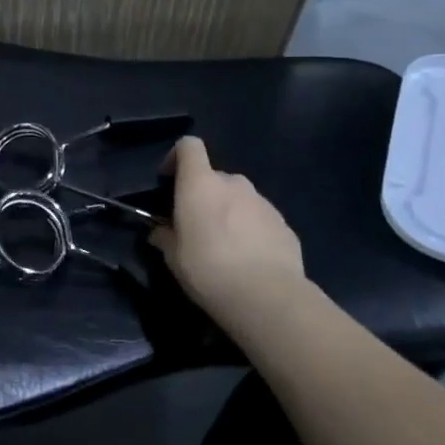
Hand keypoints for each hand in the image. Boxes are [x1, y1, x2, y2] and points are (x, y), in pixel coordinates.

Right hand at [151, 136, 305, 338]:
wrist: (268, 298)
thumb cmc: (209, 270)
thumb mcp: (173, 257)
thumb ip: (164, 236)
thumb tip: (160, 231)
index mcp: (201, 185)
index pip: (189, 146)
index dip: (177, 157)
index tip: (169, 180)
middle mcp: (234, 184)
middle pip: (214, 177)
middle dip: (204, 194)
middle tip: (195, 225)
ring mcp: (263, 203)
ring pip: (239, 198)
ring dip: (229, 212)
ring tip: (224, 245)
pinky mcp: (284, 224)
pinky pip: (259, 218)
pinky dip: (250, 229)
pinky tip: (248, 258)